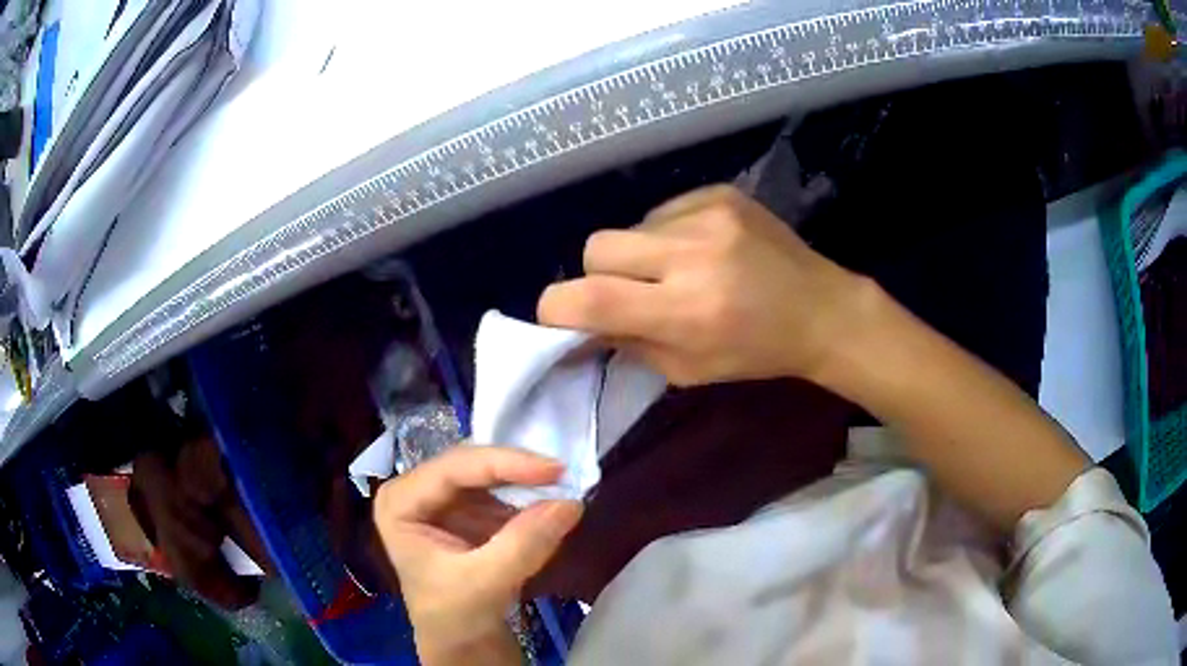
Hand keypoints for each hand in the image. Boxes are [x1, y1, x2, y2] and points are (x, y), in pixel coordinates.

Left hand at [374, 447, 582, 664]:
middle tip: (564, 476)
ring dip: (526, 482)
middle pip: (471, 465)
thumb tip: (570, 503)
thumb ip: (524, 544)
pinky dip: (527, 497)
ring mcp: (441, 499)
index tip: (554, 469)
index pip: (453, 468)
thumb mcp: (485, 583)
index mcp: (399, 502)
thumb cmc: (455, 615)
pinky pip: (501, 492)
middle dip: (518, 470)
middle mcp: (416, 490)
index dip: (505, 463)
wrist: (460, 642)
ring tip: (562, 489)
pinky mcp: (466, 511)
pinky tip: (548, 504)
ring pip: (489, 474)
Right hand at [538, 185, 871, 385]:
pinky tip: (700, 249)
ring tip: (676, 269)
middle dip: (599, 274)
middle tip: (631, 292)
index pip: (590, 297)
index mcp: (686, 311)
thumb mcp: (687, 370)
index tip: (561, 317)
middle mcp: (692, 254)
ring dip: (638, 252)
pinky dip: (666, 234)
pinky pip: (662, 210)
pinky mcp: (719, 193)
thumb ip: (627, 343)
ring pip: (629, 226)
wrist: (820, 310)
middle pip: (597, 247)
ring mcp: (708, 214)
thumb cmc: (755, 352)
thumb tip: (580, 323)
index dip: (557, 308)